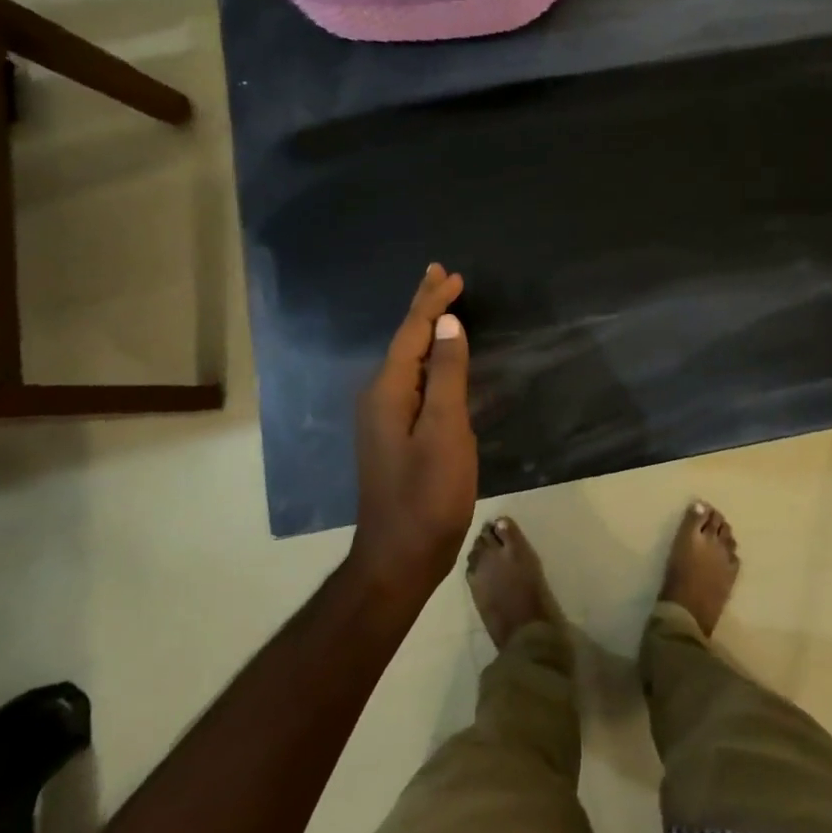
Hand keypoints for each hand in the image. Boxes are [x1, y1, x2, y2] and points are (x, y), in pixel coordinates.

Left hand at [350, 264, 477, 599]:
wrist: (398, 558)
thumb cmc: (427, 496)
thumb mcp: (445, 433)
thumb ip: (447, 375)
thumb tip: (448, 323)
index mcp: (388, 391)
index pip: (412, 332)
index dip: (432, 302)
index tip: (452, 275)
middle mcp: (379, 397)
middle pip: (404, 340)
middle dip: (423, 306)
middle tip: (439, 274)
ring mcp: (383, 417)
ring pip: (407, 359)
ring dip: (425, 329)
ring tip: (441, 304)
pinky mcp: (394, 434)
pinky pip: (411, 379)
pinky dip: (428, 357)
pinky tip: (438, 358)